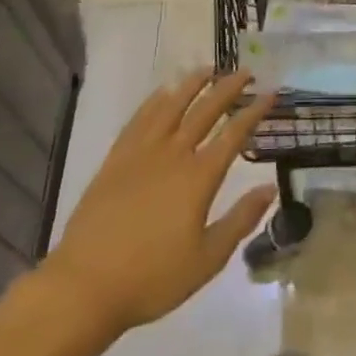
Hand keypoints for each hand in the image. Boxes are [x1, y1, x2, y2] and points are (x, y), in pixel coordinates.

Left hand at [41, 71, 276, 340]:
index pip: (234, 134)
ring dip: (192, 84)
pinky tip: (162, 93)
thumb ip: (240, 220)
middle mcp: (173, 155)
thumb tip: (270, 189)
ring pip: (171, 106)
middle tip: (245, 71)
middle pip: (205, 110)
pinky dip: (154, 101)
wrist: (85, 287)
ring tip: (207, 69)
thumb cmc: (152, 278)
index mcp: (199, 177)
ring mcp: (141, 154)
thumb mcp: (207, 259)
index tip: (270, 92)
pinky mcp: (115, 160)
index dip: (254, 111)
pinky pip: (139, 120)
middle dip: (228, 88)